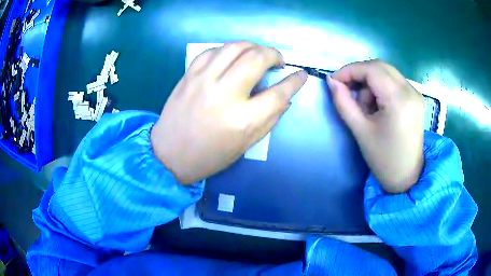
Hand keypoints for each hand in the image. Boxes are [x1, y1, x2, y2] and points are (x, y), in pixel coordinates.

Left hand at [151, 42, 306, 183]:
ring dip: (253, 46)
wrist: (169, 154)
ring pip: (235, 47)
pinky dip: (228, 50)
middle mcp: (224, 94)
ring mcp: (203, 80)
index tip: (301, 74)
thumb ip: (269, 119)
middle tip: (278, 61)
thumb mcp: (245, 145)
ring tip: (258, 54)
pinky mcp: (189, 75)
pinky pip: (213, 51)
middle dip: (274, 55)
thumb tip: (285, 97)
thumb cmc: (209, 156)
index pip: (278, 93)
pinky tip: (232, 57)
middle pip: (257, 59)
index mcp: (242, 120)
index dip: (294, 81)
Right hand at [327, 60, 423, 192]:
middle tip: (347, 90)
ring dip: (371, 82)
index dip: (349, 71)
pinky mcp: (416, 97)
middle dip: (359, 74)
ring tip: (367, 107)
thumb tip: (331, 81)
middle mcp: (410, 90)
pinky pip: (394, 81)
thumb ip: (344, 102)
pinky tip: (378, 105)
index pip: (371, 69)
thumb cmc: (384, 159)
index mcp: (399, 99)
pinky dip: (381, 86)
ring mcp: (415, 93)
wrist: (407, 176)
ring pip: (386, 72)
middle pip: (379, 66)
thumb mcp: (360, 131)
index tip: (335, 82)